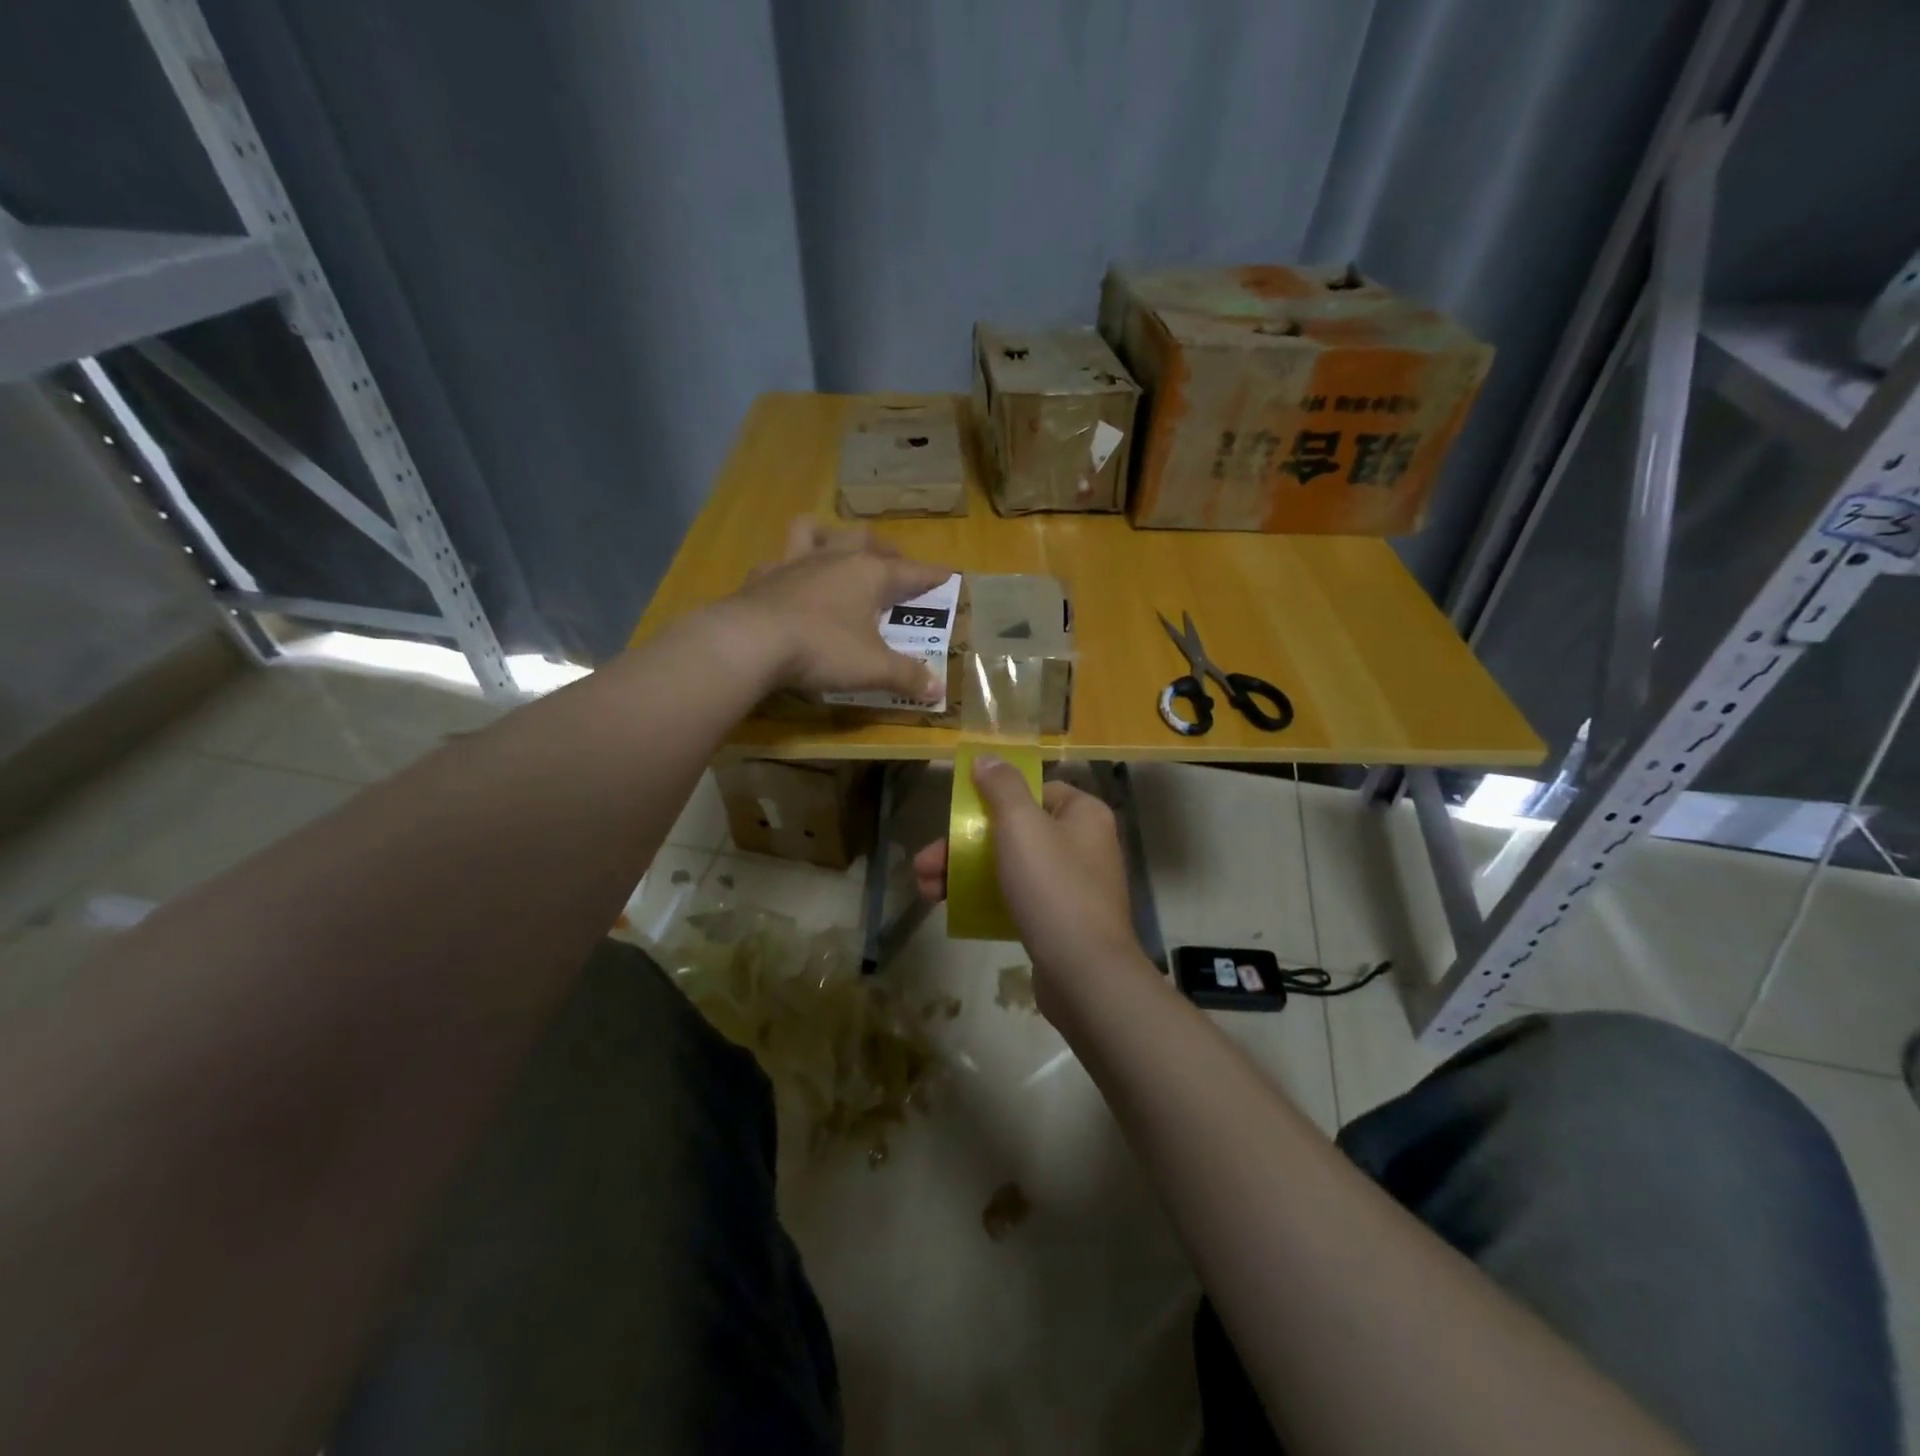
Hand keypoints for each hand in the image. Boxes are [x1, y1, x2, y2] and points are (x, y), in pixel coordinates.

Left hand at [720, 517, 952, 699]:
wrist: (750, 642)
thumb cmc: (823, 649)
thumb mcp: (873, 668)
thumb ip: (907, 676)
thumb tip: (939, 690)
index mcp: (868, 574)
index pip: (910, 571)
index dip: (931, 576)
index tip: (948, 574)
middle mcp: (834, 558)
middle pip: (864, 540)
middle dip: (883, 549)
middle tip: (893, 560)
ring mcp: (794, 563)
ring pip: (815, 532)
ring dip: (829, 535)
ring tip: (836, 548)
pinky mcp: (762, 577)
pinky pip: (777, 561)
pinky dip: (786, 567)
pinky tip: (786, 580)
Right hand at [913, 757, 1144, 1016]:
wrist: (1084, 974)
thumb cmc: (1053, 888)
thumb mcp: (1021, 826)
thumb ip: (1002, 787)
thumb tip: (987, 758)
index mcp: (1083, 814)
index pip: (1036, 790)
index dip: (994, 798)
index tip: (959, 813)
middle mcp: (1084, 845)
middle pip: (1014, 831)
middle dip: (962, 845)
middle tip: (923, 863)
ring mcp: (1074, 886)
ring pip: (1010, 866)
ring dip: (964, 873)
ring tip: (923, 890)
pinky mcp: (1061, 921)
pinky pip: (1018, 898)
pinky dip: (986, 899)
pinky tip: (952, 909)